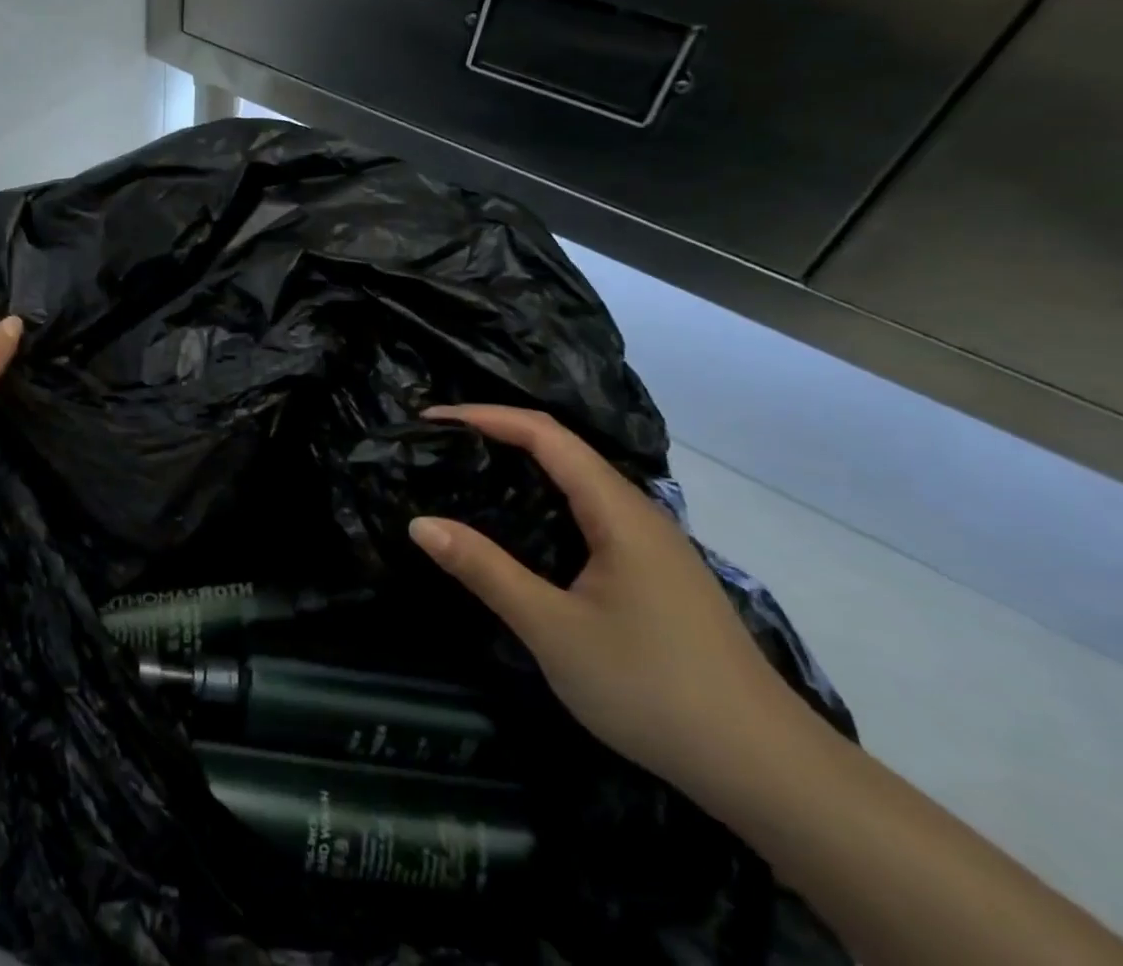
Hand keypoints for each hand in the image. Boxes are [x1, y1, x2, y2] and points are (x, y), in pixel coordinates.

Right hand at [409, 405, 802, 790]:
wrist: (769, 771)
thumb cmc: (653, 689)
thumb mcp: (554, 629)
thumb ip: (485, 570)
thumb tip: (420, 523)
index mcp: (618, 511)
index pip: (544, 435)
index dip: (485, 416)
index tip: (430, 419)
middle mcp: (638, 513)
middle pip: (562, 449)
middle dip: (497, 434)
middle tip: (439, 445)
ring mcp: (653, 544)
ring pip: (579, 482)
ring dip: (522, 466)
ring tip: (468, 474)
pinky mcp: (656, 573)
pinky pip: (590, 513)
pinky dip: (545, 500)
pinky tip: (524, 530)